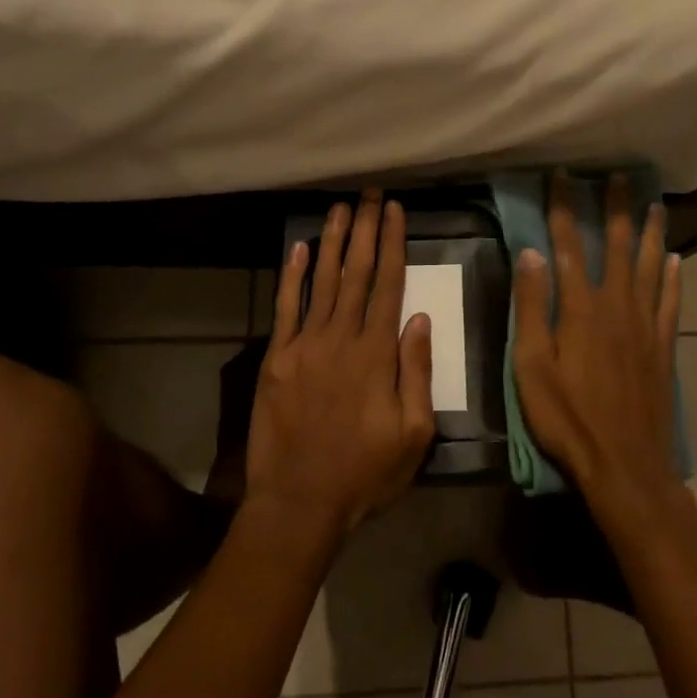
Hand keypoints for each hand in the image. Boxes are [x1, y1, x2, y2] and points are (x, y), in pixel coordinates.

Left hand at [245, 191, 434, 539]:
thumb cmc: (365, 473)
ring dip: (334, 241)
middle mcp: (341, 338)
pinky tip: (301, 248)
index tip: (395, 212)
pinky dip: (293, 276)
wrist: (299, 502)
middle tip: (370, 195)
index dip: (393, 245)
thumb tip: (420, 319)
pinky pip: (286, 308)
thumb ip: (417, 372)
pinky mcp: (277, 358)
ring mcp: (305, 345)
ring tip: (341, 208)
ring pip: (323, 281)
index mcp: (377, 354)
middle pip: (357, 272)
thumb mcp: (413, 434)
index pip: (389, 285)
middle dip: (366, 230)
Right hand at [512, 174, 683, 513]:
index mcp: (580, 308)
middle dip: (615, 208)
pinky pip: (670, 301)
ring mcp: (645, 326)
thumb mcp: (531, 365)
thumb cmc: (567, 418)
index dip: (564, 208)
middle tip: (618, 177)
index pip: (568, 245)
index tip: (564, 175)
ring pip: (649, 266)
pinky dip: (672, 277)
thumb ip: (531, 307)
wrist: (625, 465)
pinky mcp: (663, 347)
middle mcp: (617, 306)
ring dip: (650, 232)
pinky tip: (674, 259)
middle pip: (616, 246)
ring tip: (654, 203)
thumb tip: (530, 252)